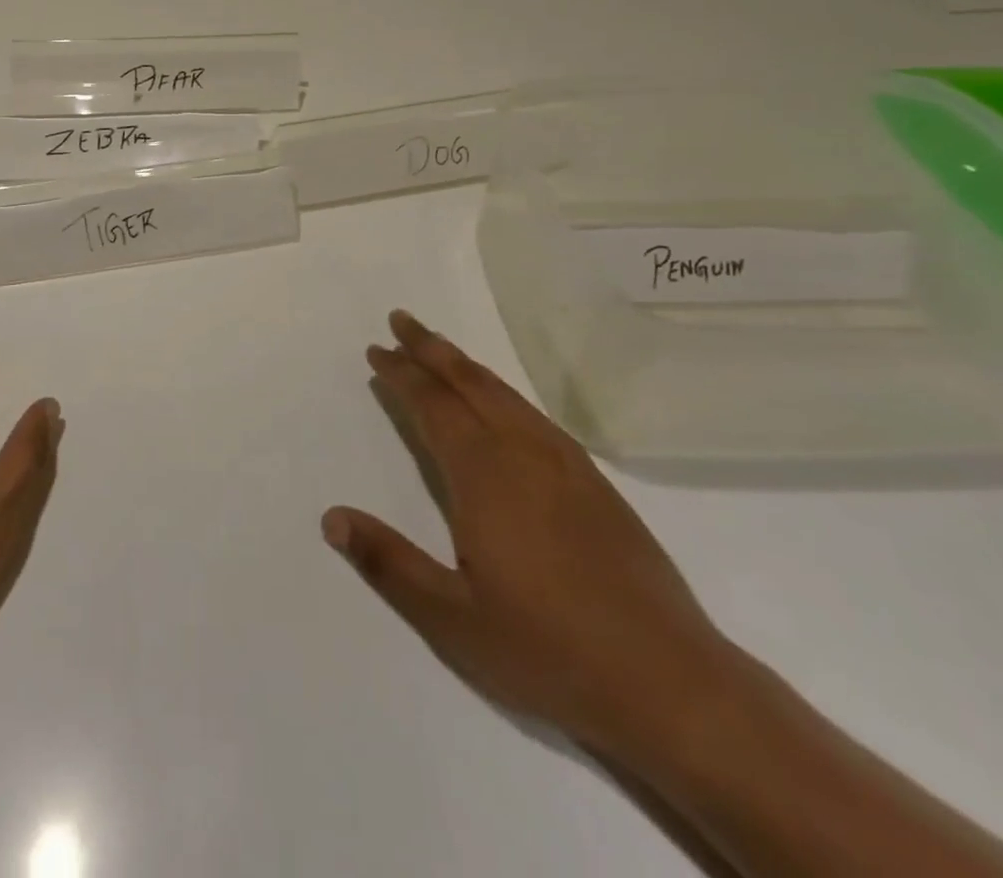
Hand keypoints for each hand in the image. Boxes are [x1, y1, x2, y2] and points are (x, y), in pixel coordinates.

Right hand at [324, 310, 732, 755]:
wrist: (671, 684)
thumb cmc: (548, 651)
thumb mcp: (452, 618)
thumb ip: (388, 562)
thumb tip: (331, 517)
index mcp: (484, 476)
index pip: (433, 406)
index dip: (402, 375)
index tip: (378, 351)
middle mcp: (523, 454)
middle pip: (469, 383)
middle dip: (430, 349)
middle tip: (401, 319)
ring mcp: (565, 465)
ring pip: (504, 394)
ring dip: (465, 365)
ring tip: (438, 348)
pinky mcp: (596, 483)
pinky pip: (534, 415)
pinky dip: (502, 392)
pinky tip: (500, 403)